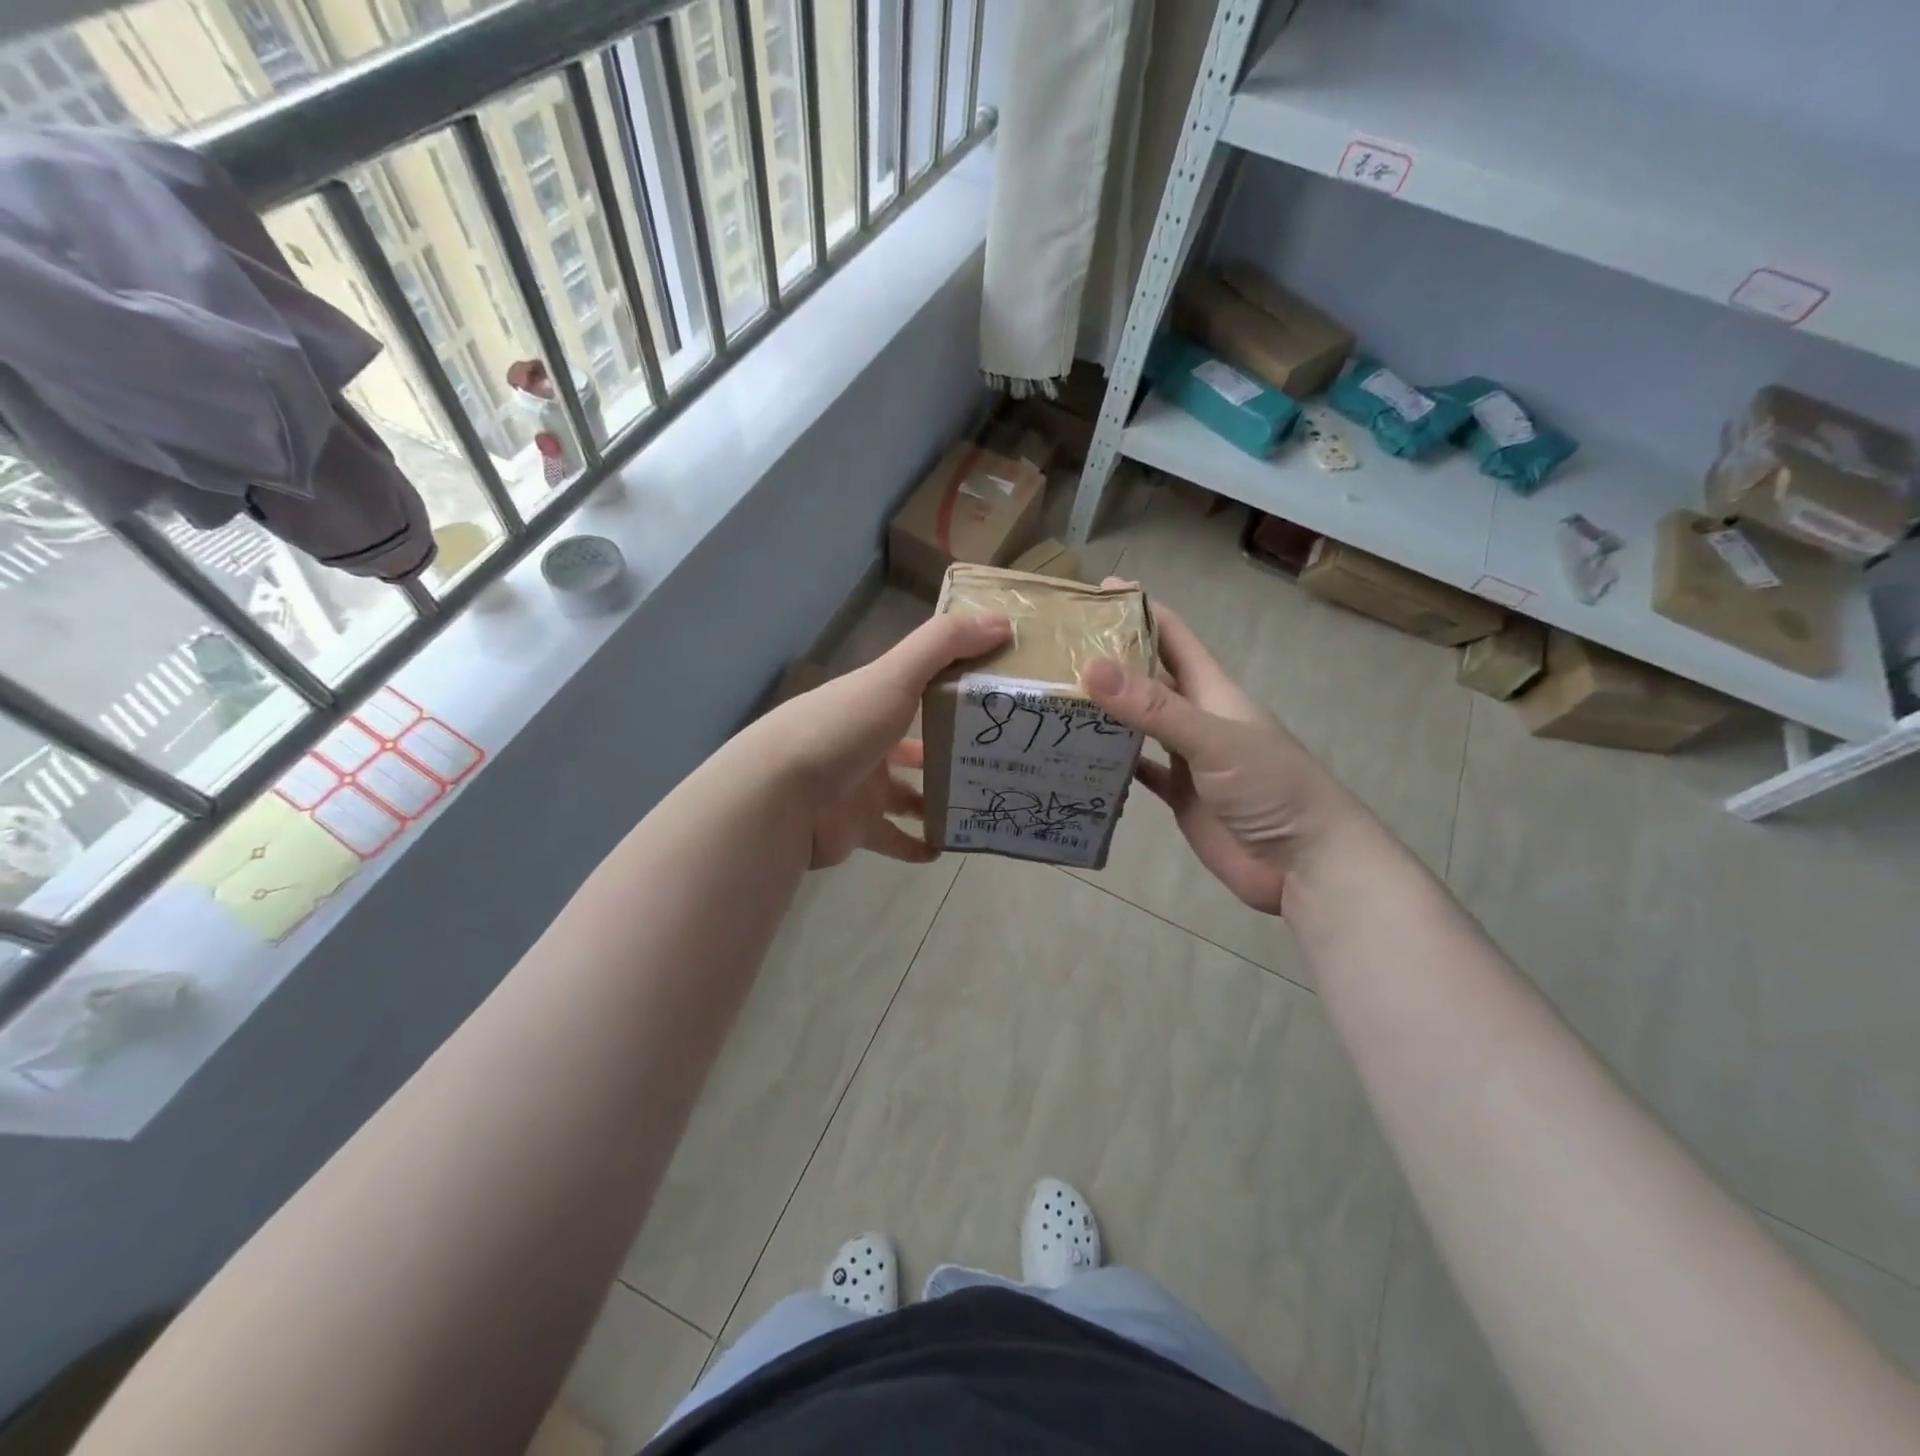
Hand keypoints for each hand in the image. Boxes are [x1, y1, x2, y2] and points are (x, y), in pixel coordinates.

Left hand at [763, 610, 1011, 868]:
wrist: (781, 795)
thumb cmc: (841, 728)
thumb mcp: (895, 676)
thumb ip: (944, 645)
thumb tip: (1003, 621)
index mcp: (873, 702)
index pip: (919, 690)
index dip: (954, 690)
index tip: (998, 697)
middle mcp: (867, 742)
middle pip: (915, 745)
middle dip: (950, 751)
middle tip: (998, 760)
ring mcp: (861, 788)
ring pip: (908, 794)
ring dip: (938, 798)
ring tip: (982, 803)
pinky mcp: (857, 829)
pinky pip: (893, 838)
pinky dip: (917, 845)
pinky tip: (945, 849)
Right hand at [1079, 588, 1361, 915]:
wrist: (1306, 863)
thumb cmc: (1271, 788)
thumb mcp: (1213, 739)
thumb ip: (1154, 707)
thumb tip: (1092, 668)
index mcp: (1212, 691)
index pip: (1173, 637)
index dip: (1142, 609)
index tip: (1099, 591)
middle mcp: (1197, 718)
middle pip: (1150, 678)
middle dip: (1112, 659)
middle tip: (1058, 650)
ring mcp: (1189, 758)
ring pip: (1140, 724)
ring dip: (1107, 711)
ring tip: (1057, 699)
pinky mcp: (1181, 795)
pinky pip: (1141, 771)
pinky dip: (1115, 763)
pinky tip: (1080, 758)